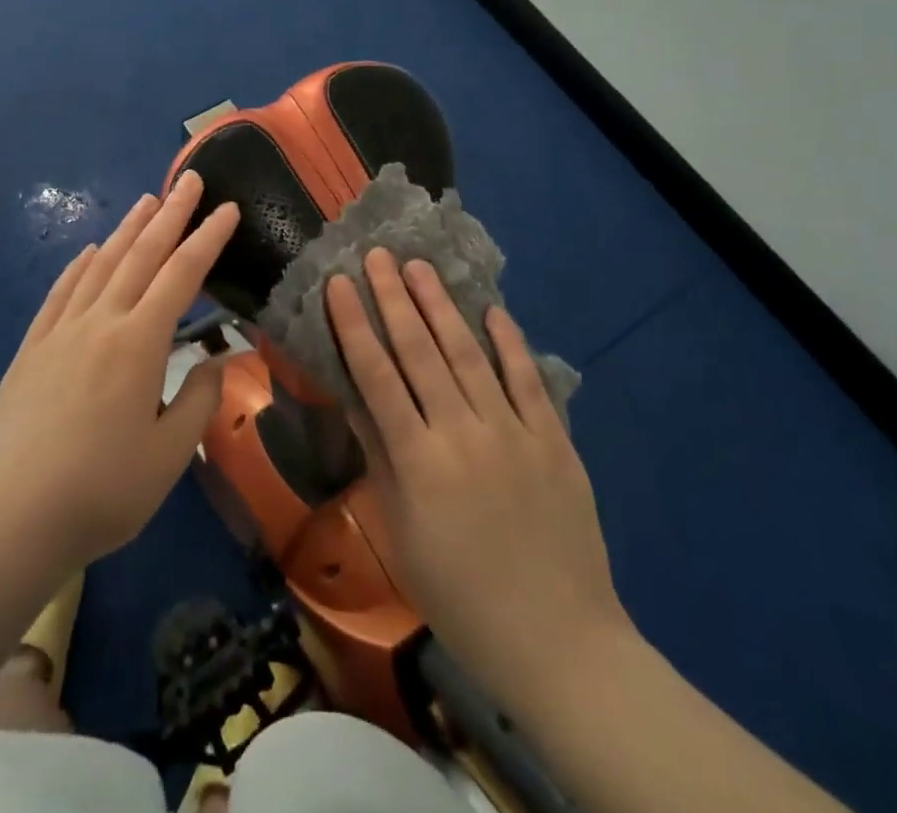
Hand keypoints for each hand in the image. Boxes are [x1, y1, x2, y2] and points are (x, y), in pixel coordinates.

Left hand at [0, 171, 238, 575]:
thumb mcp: (169, 456)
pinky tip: (88, 251)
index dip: (208, 238)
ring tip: (147, 201)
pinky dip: (78, 266)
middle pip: (141, 255)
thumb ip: (199, 400)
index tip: (227, 208)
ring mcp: (60, 332)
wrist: (12, 519)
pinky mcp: (31, 348)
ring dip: (127, 230)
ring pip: (100, 265)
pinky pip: (60, 293)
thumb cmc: (103, 492)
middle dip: (170, 214)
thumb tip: (218, 360)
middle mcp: (100, 322)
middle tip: (188, 179)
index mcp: (139, 344)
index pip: (182, 275)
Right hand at [326, 249, 632, 709]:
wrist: (557, 642)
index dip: (354, 324)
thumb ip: (379, 457)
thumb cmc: (459, 595)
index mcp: (418, 460)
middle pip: (420, 351)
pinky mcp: (554, 440)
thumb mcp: (400, 532)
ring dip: (441, 306)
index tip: (338, 283)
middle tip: (377, 254)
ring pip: (469, 354)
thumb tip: (355, 397)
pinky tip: (492, 310)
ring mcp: (513, 432)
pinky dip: (509, 342)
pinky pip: (528, 380)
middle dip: (393, 298)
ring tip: (419, 267)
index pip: (376, 375)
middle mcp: (462, 432)